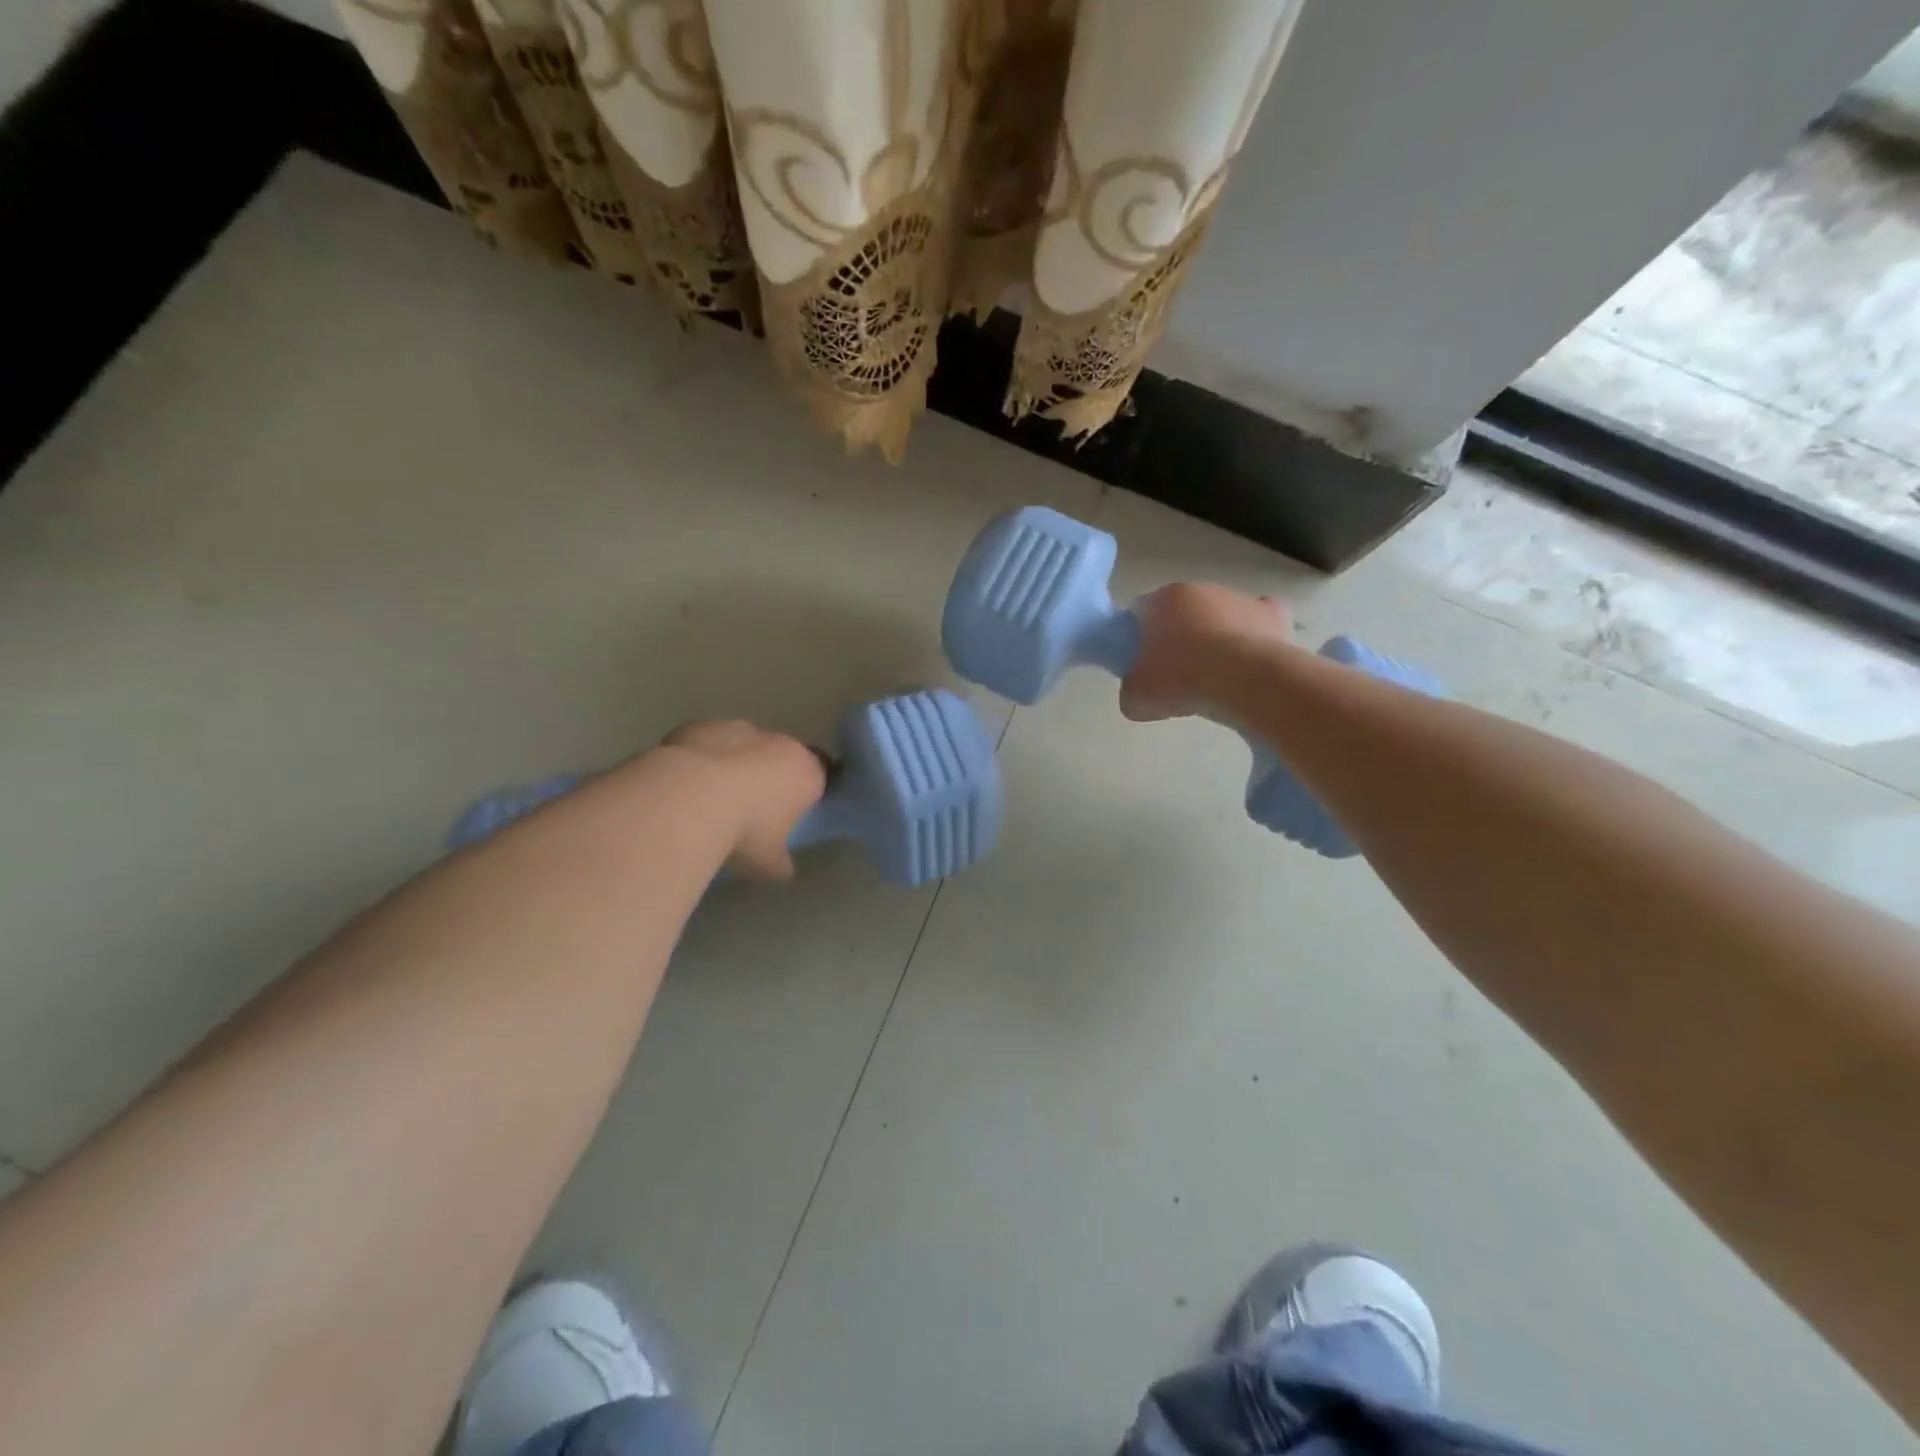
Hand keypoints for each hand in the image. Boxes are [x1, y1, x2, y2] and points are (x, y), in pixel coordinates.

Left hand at [658, 720, 827, 879]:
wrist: (690, 797)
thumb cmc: (745, 830)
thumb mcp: (769, 861)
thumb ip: (781, 861)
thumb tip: (782, 868)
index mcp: (807, 772)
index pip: (822, 776)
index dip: (808, 792)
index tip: (793, 812)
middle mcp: (779, 743)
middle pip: (783, 756)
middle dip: (771, 775)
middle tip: (752, 807)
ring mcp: (739, 729)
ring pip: (744, 745)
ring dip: (735, 763)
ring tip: (712, 796)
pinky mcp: (702, 726)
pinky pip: (708, 742)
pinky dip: (702, 758)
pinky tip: (685, 785)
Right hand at [1119, 583, 1294, 722]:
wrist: (1247, 683)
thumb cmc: (1182, 681)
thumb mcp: (1136, 698)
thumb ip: (1132, 688)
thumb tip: (1140, 690)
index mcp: (1162, 600)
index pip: (1140, 613)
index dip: (1138, 639)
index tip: (1142, 666)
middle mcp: (1200, 589)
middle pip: (1181, 612)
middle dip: (1178, 637)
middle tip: (1177, 675)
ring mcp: (1239, 598)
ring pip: (1219, 616)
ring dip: (1215, 638)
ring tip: (1218, 677)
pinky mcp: (1272, 615)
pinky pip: (1259, 620)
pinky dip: (1254, 635)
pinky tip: (1251, 660)